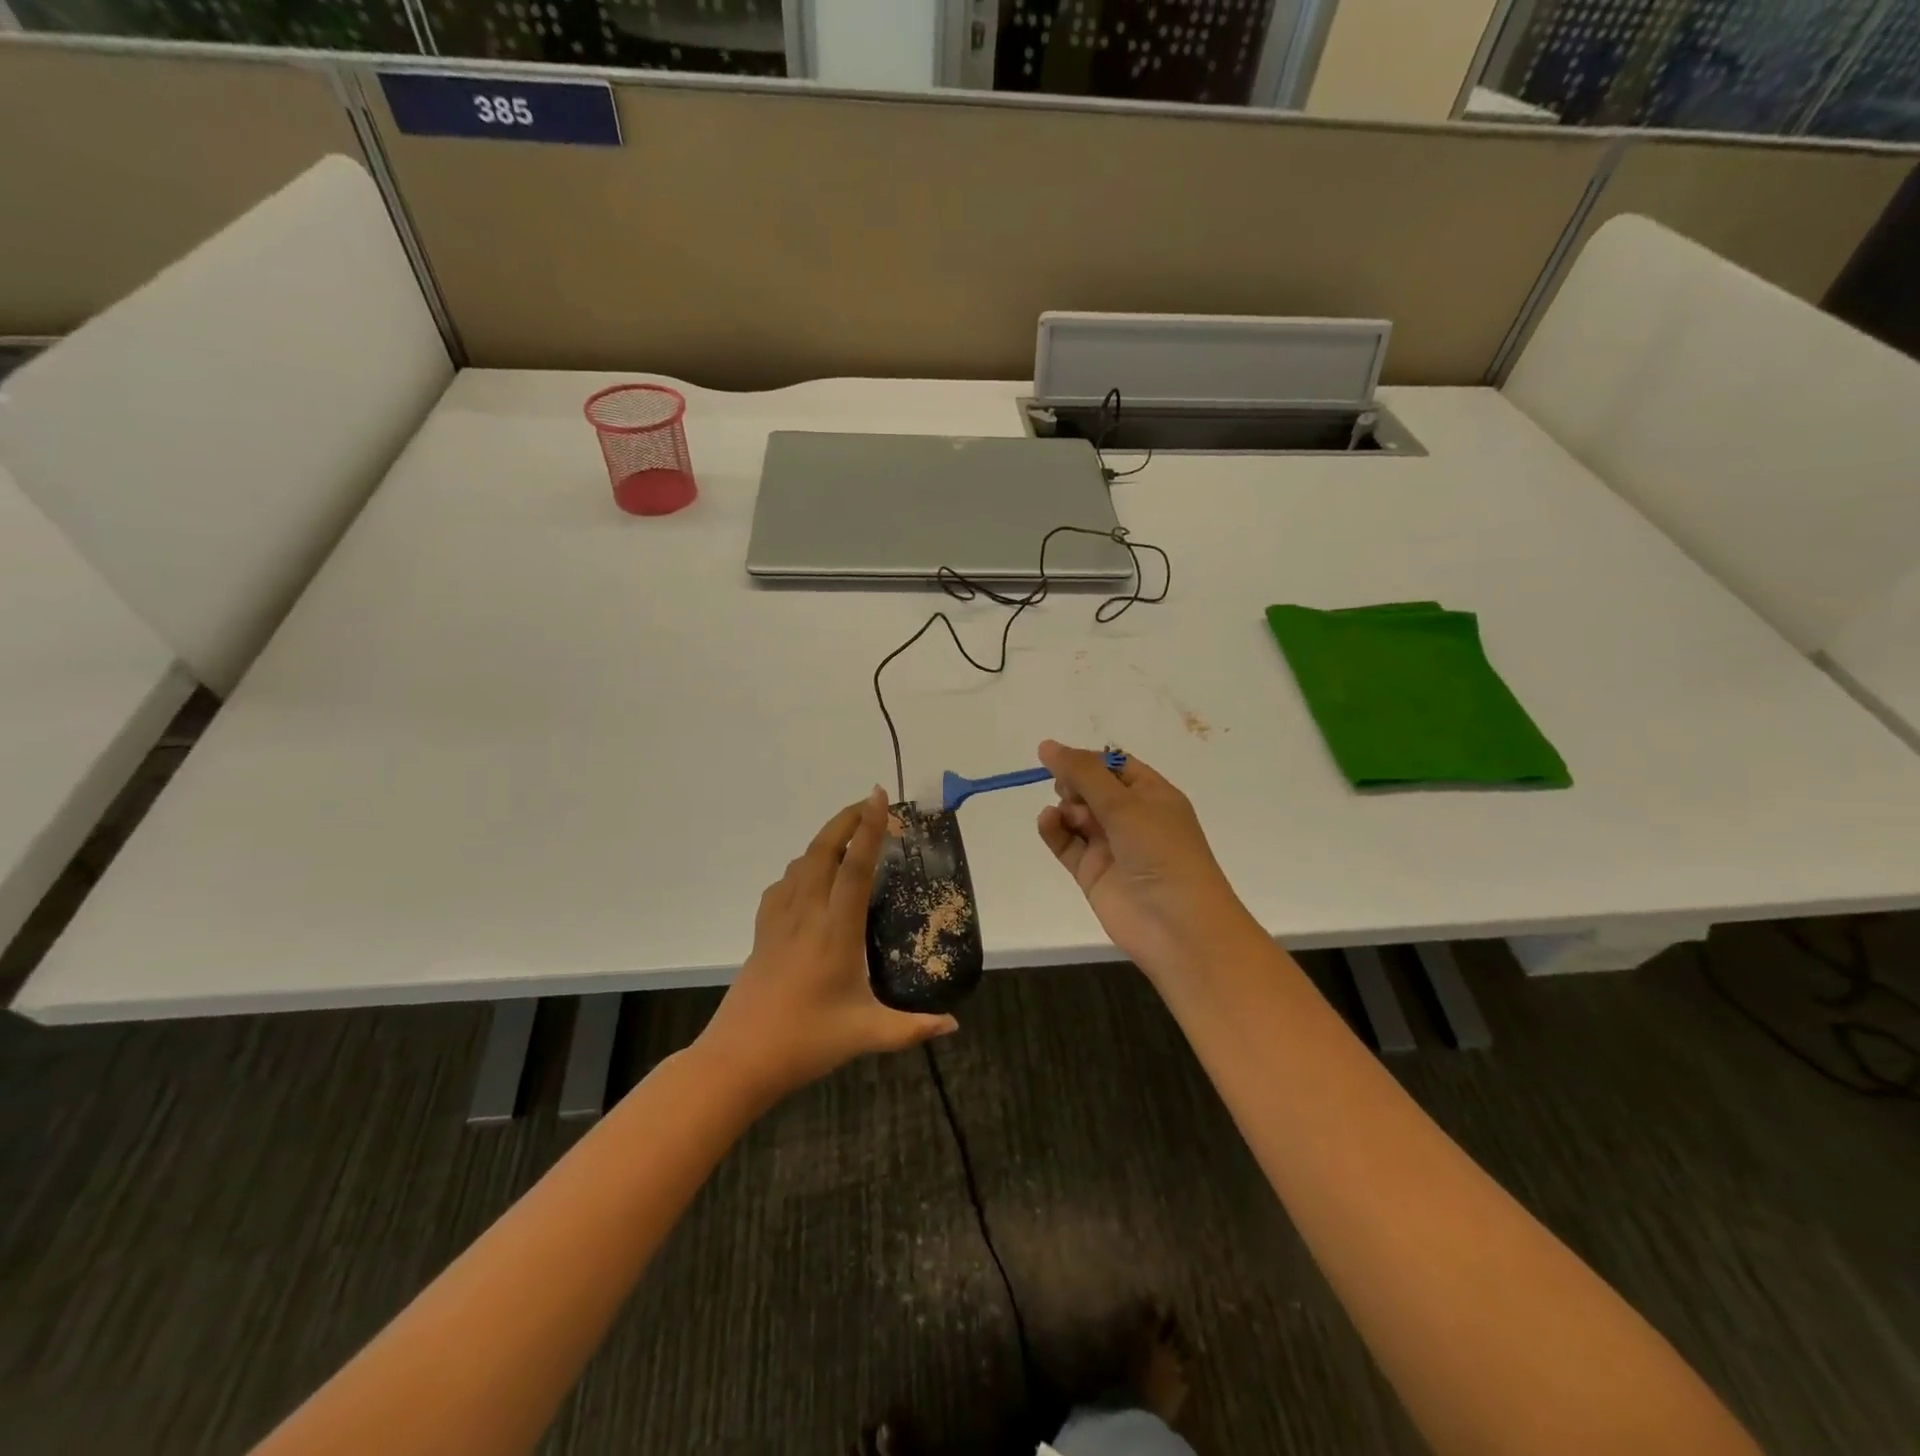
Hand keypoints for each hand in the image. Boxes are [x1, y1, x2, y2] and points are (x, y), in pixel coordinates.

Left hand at [698, 788, 957, 1103]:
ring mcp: (779, 921)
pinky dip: (800, 869)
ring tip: (847, 837)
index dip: (868, 829)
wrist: (738, 1059)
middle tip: (869, 803)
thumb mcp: (867, 1035)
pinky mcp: (762, 933)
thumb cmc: (806, 1042)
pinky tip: (808, 881)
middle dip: (845, 820)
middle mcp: (806, 915)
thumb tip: (953, 1023)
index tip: (878, 798)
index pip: (854, 868)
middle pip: (822, 851)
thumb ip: (913, 1028)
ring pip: (800, 864)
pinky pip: (782, 885)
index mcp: (835, 931)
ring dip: (824, 840)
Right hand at [1036, 741, 1257, 982]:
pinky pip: (1066, 843)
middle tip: (1072, 792)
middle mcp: (1132, 818)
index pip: (1115, 766)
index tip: (1062, 759)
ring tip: (1069, 815)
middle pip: (1092, 788)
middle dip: (1075, 784)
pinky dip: (1054, 830)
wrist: (1177, 925)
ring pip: (1076, 815)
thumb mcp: (1125, 803)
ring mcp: (1111, 846)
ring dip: (1065, 807)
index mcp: (1153, 795)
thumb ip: (1083, 773)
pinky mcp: (1092, 872)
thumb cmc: (1161, 852)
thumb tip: (1047, 745)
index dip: (1089, 761)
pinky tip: (1048, 821)